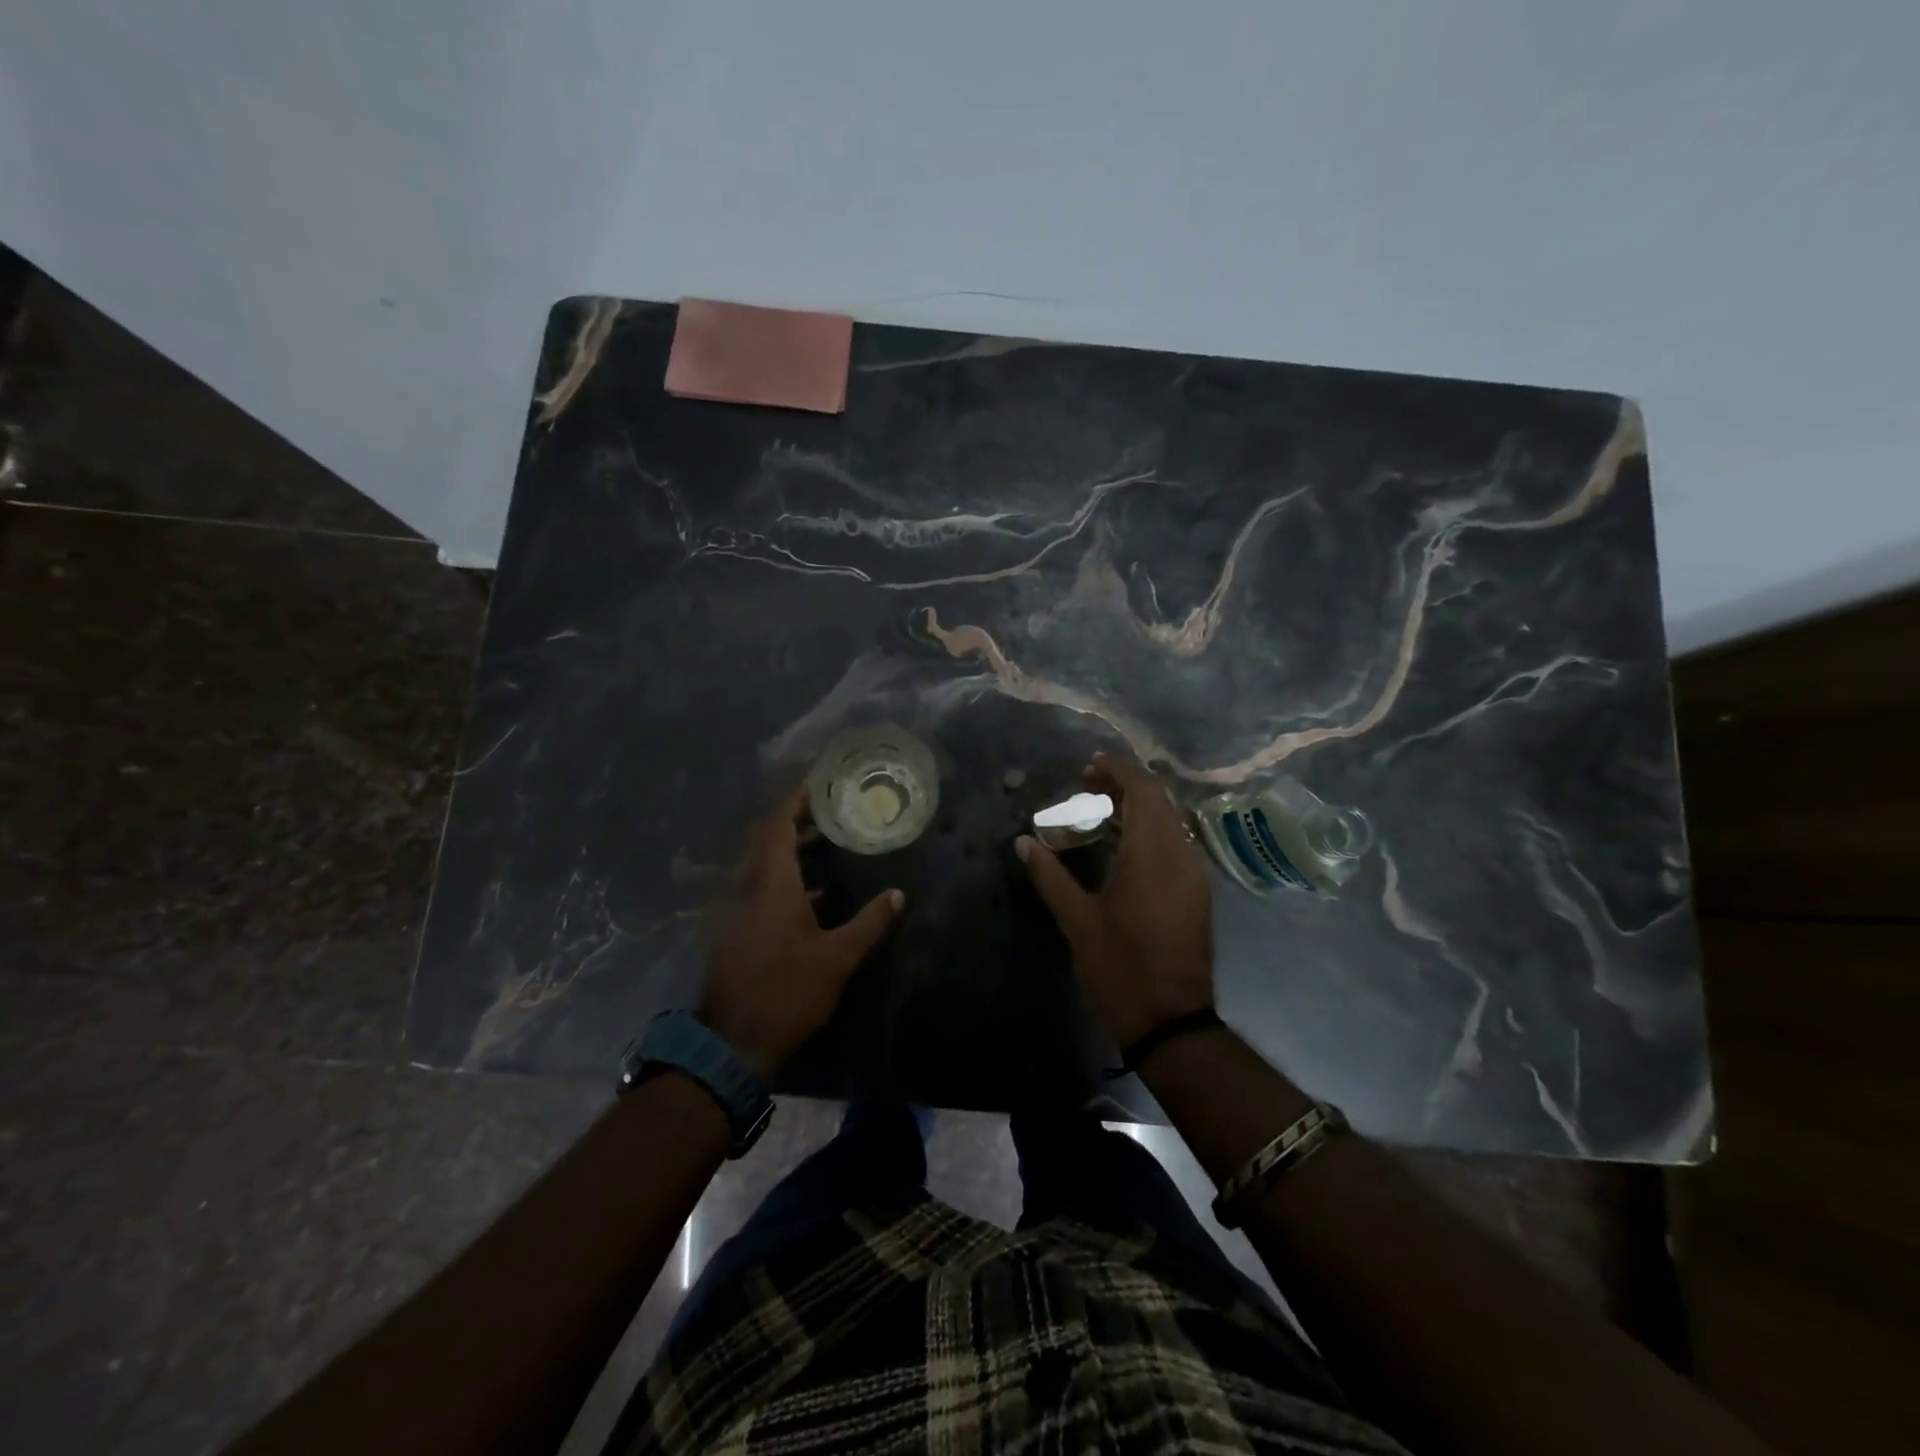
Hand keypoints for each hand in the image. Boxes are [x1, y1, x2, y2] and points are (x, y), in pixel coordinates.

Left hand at [700, 786, 903, 1079]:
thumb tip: (898, 894)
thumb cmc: (787, 992)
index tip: (819, 785)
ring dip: (791, 851)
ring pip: (763, 866)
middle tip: (832, 812)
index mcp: (771, 885)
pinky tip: (816, 894)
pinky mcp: (736, 932)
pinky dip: (785, 880)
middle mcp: (748, 889)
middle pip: (767, 841)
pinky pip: (760, 889)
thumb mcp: (837, 958)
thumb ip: (869, 922)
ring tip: (829, 844)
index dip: (795, 801)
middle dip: (797, 822)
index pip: (777, 825)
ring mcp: (737, 911)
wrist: (732, 1044)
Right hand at [1016, 751, 1214, 1049]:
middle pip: (1160, 801)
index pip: (1143, 792)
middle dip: (1126, 785)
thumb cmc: (1120, 969)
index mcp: (1153, 856)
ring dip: (1139, 807)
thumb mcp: (1078, 921)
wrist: (1171, 1022)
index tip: (1089, 765)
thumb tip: (1024, 842)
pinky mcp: (1197, 893)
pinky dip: (1150, 830)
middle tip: (1088, 786)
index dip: (1118, 770)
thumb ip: (1050, 876)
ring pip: (1171, 821)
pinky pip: (1176, 843)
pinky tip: (1122, 845)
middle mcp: (1181, 856)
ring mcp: (1194, 875)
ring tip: (1100, 811)